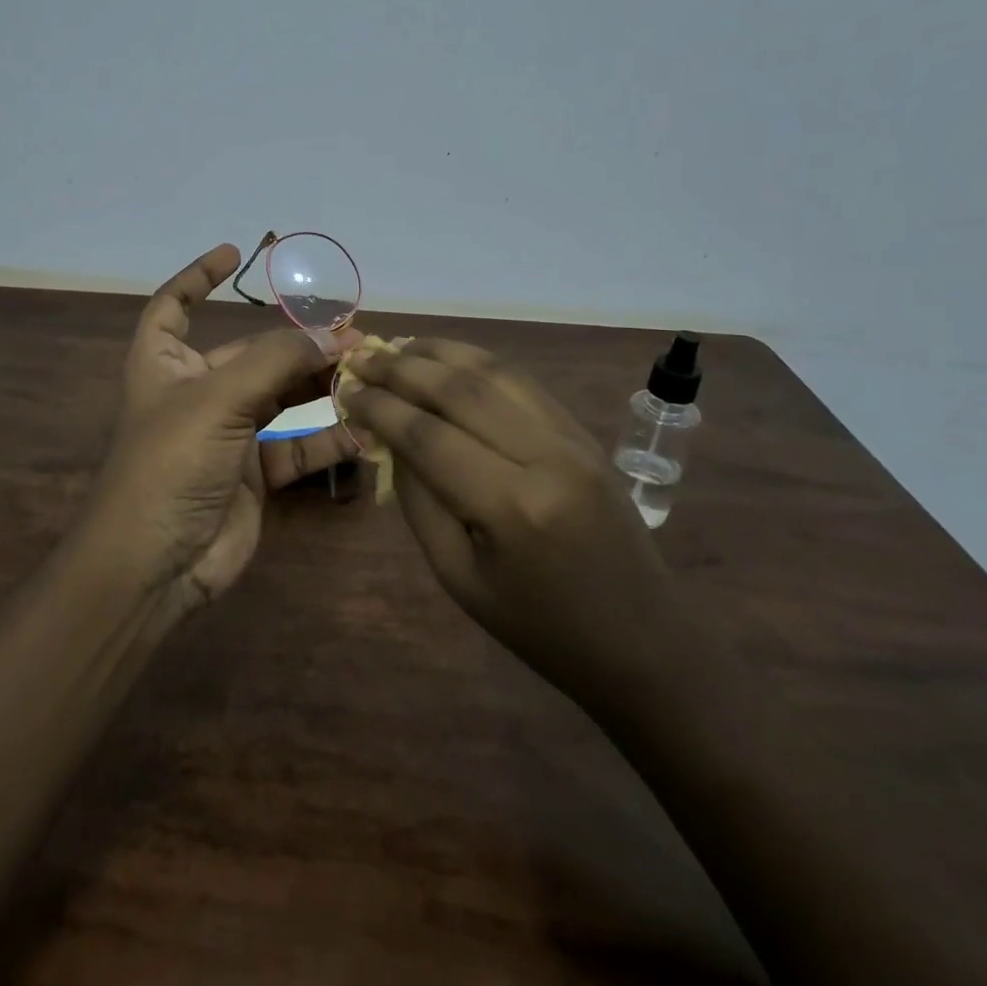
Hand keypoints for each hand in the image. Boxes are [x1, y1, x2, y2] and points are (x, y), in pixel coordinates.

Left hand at [85, 244, 361, 609]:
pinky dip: (329, 438)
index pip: (173, 307)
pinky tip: (365, 429)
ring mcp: (228, 435)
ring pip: (284, 398)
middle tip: (354, 333)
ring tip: (369, 372)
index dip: (198, 278)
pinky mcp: (255, 475)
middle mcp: (197, 393)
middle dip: (299, 342)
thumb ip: (276, 362)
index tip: (234, 254)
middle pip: (252, 353)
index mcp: (165, 365)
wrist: (154, 566)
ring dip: (322, 387)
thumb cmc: (168, 465)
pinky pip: (298, 446)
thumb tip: (333, 334)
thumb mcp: (216, 400)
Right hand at [341, 338, 678, 701]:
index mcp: (513, 506)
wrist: (641, 641)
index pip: (429, 435)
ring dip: (440, 352)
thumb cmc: (538, 627)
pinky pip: (523, 383)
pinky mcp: (584, 434)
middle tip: (360, 356)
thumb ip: (420, 502)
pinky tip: (449, 358)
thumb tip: (390, 440)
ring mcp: (572, 439)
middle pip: (461, 390)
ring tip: (397, 344)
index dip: (380, 408)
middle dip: (401, 368)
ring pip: (496, 372)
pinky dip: (478, 362)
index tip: (345, 390)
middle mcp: (546, 456)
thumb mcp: (459, 577)